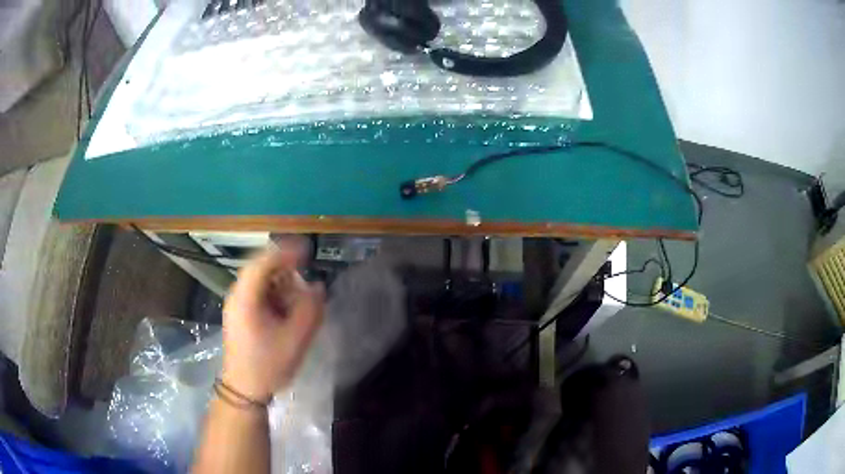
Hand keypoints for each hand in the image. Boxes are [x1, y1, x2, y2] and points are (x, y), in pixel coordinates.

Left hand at [221, 242, 324, 400]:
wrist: (244, 389)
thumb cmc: (267, 365)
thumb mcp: (295, 339)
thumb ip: (310, 310)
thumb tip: (318, 287)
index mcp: (246, 298)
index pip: (263, 262)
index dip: (286, 252)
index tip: (308, 250)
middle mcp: (237, 295)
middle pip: (262, 270)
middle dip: (286, 272)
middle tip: (306, 284)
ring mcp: (237, 305)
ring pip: (261, 282)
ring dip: (282, 286)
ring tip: (299, 303)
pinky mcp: (240, 315)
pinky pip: (259, 295)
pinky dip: (276, 297)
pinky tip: (287, 313)